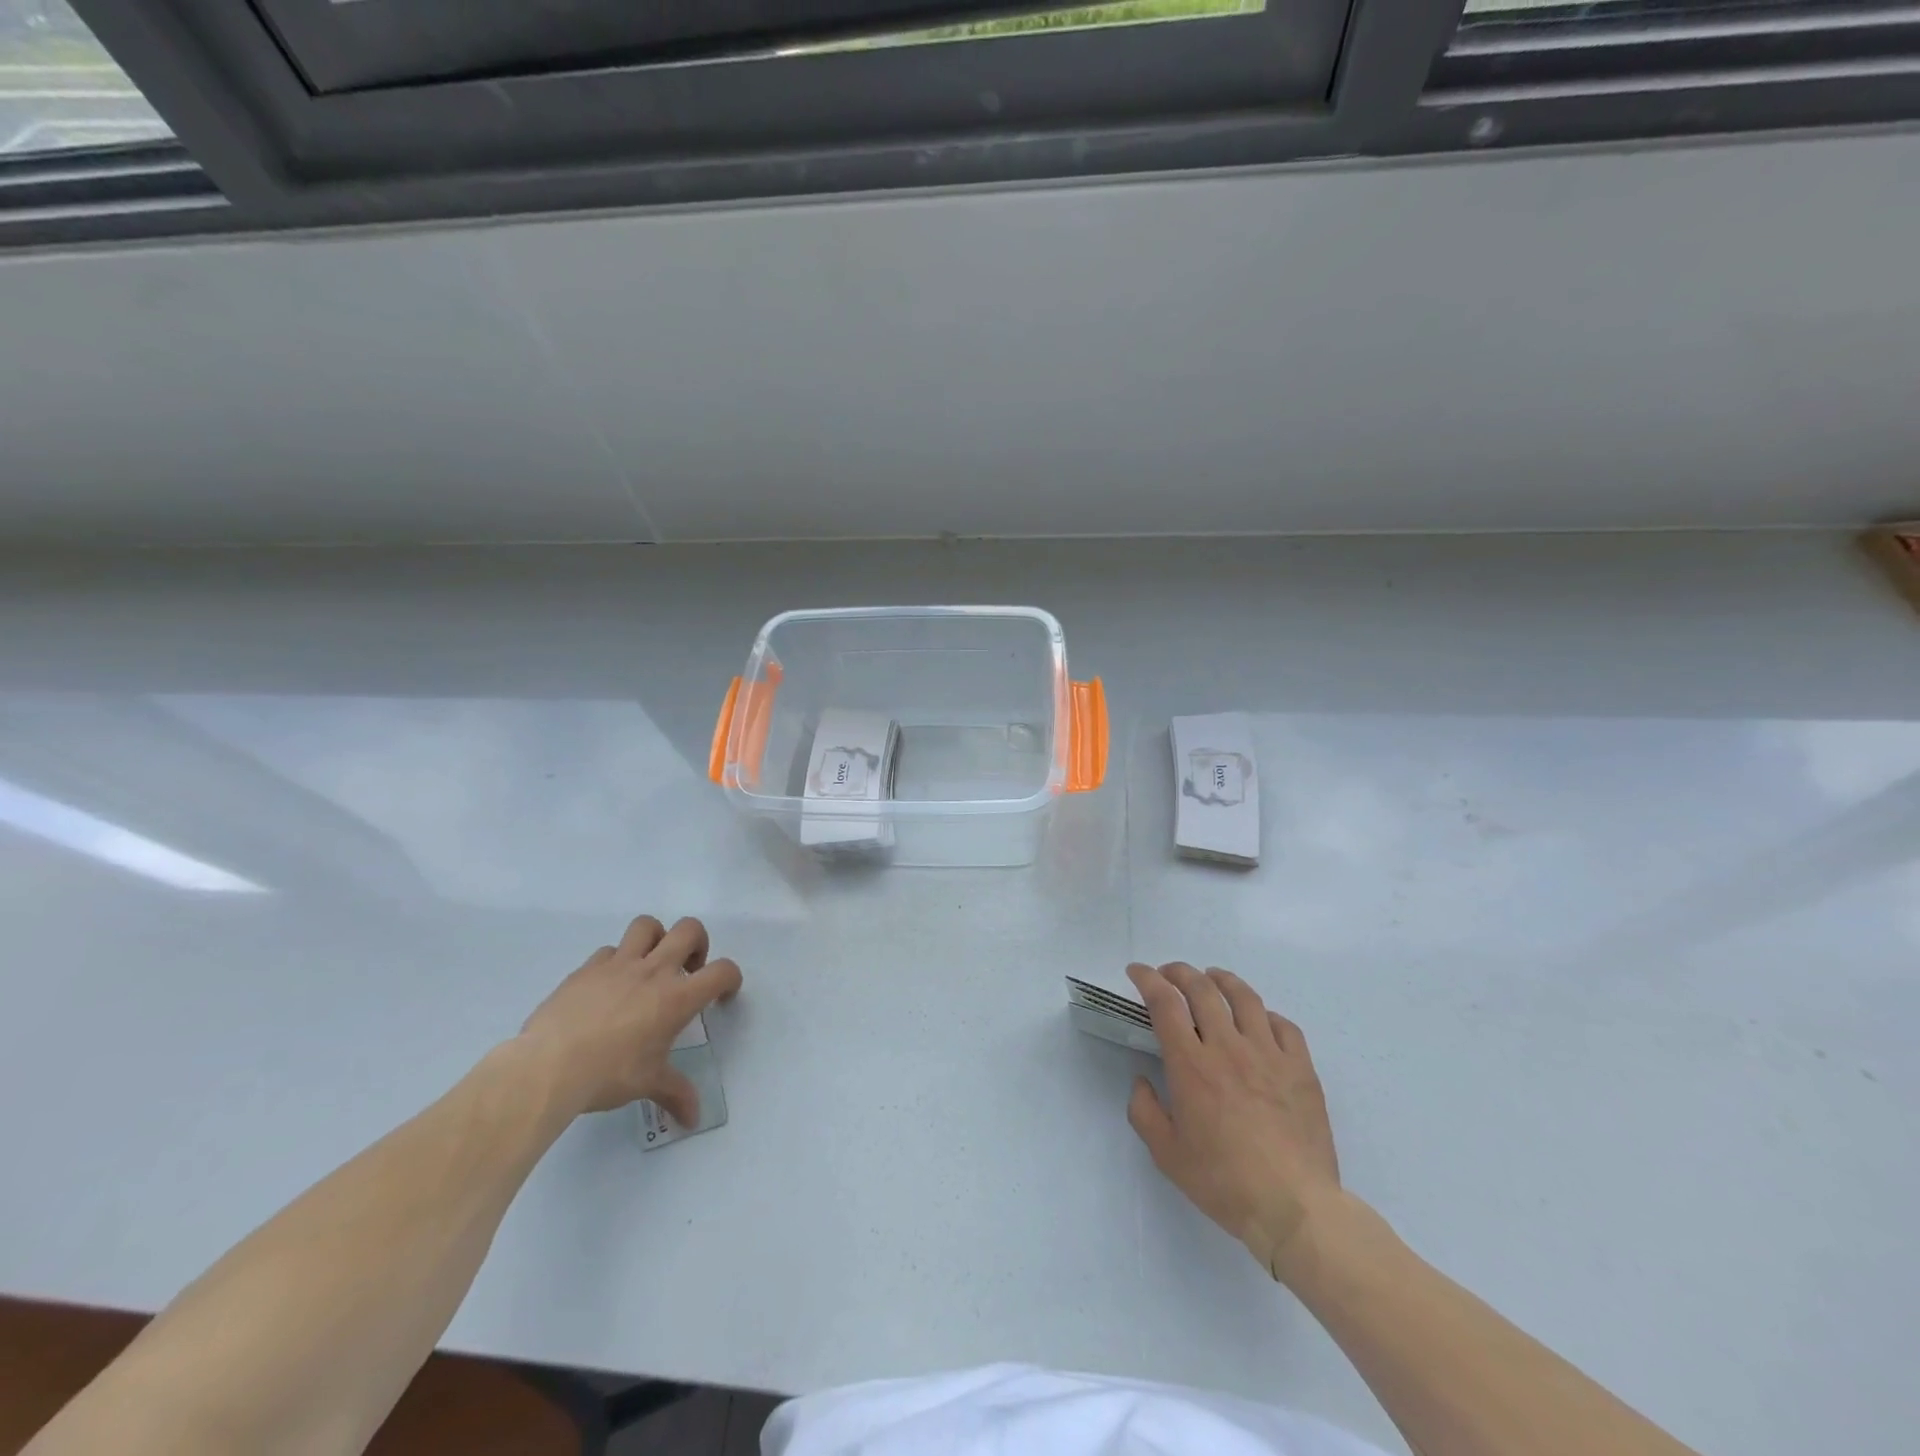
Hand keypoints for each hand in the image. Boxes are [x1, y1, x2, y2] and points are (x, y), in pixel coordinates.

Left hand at [519, 915, 741, 1119]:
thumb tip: (693, 1119)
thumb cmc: (608, 1074)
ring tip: (650, 965)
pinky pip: (608, 951)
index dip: (730, 979)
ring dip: (656, 939)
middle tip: (689, 969)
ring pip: (647, 926)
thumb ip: (675, 1094)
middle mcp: (653, 971)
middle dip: (698, 943)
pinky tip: (608, 987)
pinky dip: (615, 962)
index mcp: (677, 997)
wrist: (548, 1067)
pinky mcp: (586, 968)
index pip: (721, 971)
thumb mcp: (648, 1084)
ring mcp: (618, 965)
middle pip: (689, 929)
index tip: (721, 995)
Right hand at [1125, 962, 1340, 1281]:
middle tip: (1169, 974)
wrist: (1294, 1208)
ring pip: (1244, 997)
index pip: (1165, 1003)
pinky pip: (1283, 1025)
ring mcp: (1269, 1054)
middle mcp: (1228, 1047)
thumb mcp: (1167, 1155)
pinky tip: (1259, 1019)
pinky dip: (1265, 1014)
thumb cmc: (1224, 1182)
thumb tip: (1143, 1082)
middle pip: (1202, 989)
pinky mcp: (1301, 1069)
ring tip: (1212, 978)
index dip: (1147, 979)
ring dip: (1222, 980)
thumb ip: (1145, 1112)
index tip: (1137, 971)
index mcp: (1191, 1065)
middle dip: (1179, 972)